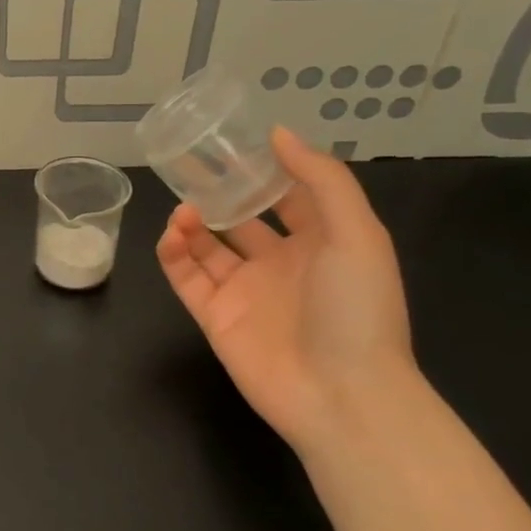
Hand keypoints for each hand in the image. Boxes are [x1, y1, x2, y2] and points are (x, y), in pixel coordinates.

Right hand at [156, 127, 414, 451]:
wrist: (343, 396)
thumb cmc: (357, 308)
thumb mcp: (357, 233)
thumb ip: (321, 179)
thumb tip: (278, 133)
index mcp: (320, 243)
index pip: (287, 197)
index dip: (263, 170)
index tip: (232, 142)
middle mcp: (279, 264)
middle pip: (240, 219)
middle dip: (217, 193)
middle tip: (187, 164)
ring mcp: (244, 292)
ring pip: (207, 247)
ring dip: (193, 223)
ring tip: (184, 208)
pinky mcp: (214, 317)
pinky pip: (186, 278)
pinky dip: (174, 254)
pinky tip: (173, 234)